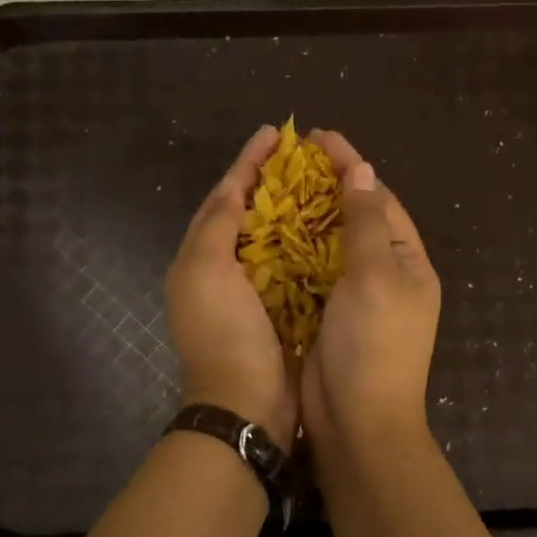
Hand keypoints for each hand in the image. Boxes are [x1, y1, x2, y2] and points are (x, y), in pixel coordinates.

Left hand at [165, 125, 299, 450]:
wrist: (247, 403)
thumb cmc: (225, 333)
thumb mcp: (206, 270)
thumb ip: (217, 223)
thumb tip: (233, 186)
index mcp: (200, 257)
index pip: (224, 196)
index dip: (248, 163)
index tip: (275, 134)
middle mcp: (224, 271)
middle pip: (249, 214)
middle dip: (274, 182)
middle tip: (307, 156)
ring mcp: (255, 292)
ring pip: (276, 238)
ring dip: (297, 211)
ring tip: (326, 183)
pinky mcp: (284, 311)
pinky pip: (298, 267)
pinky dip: (313, 246)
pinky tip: (336, 229)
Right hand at [303, 131, 440, 451]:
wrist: (356, 422)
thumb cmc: (373, 346)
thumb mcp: (376, 277)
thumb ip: (366, 224)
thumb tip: (363, 171)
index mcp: (407, 263)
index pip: (380, 201)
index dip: (351, 167)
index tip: (318, 138)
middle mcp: (384, 277)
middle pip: (355, 219)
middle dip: (326, 187)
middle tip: (290, 159)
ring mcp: (354, 299)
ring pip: (329, 246)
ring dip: (306, 217)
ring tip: (273, 188)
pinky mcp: (325, 317)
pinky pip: (309, 274)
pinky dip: (292, 252)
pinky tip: (266, 235)